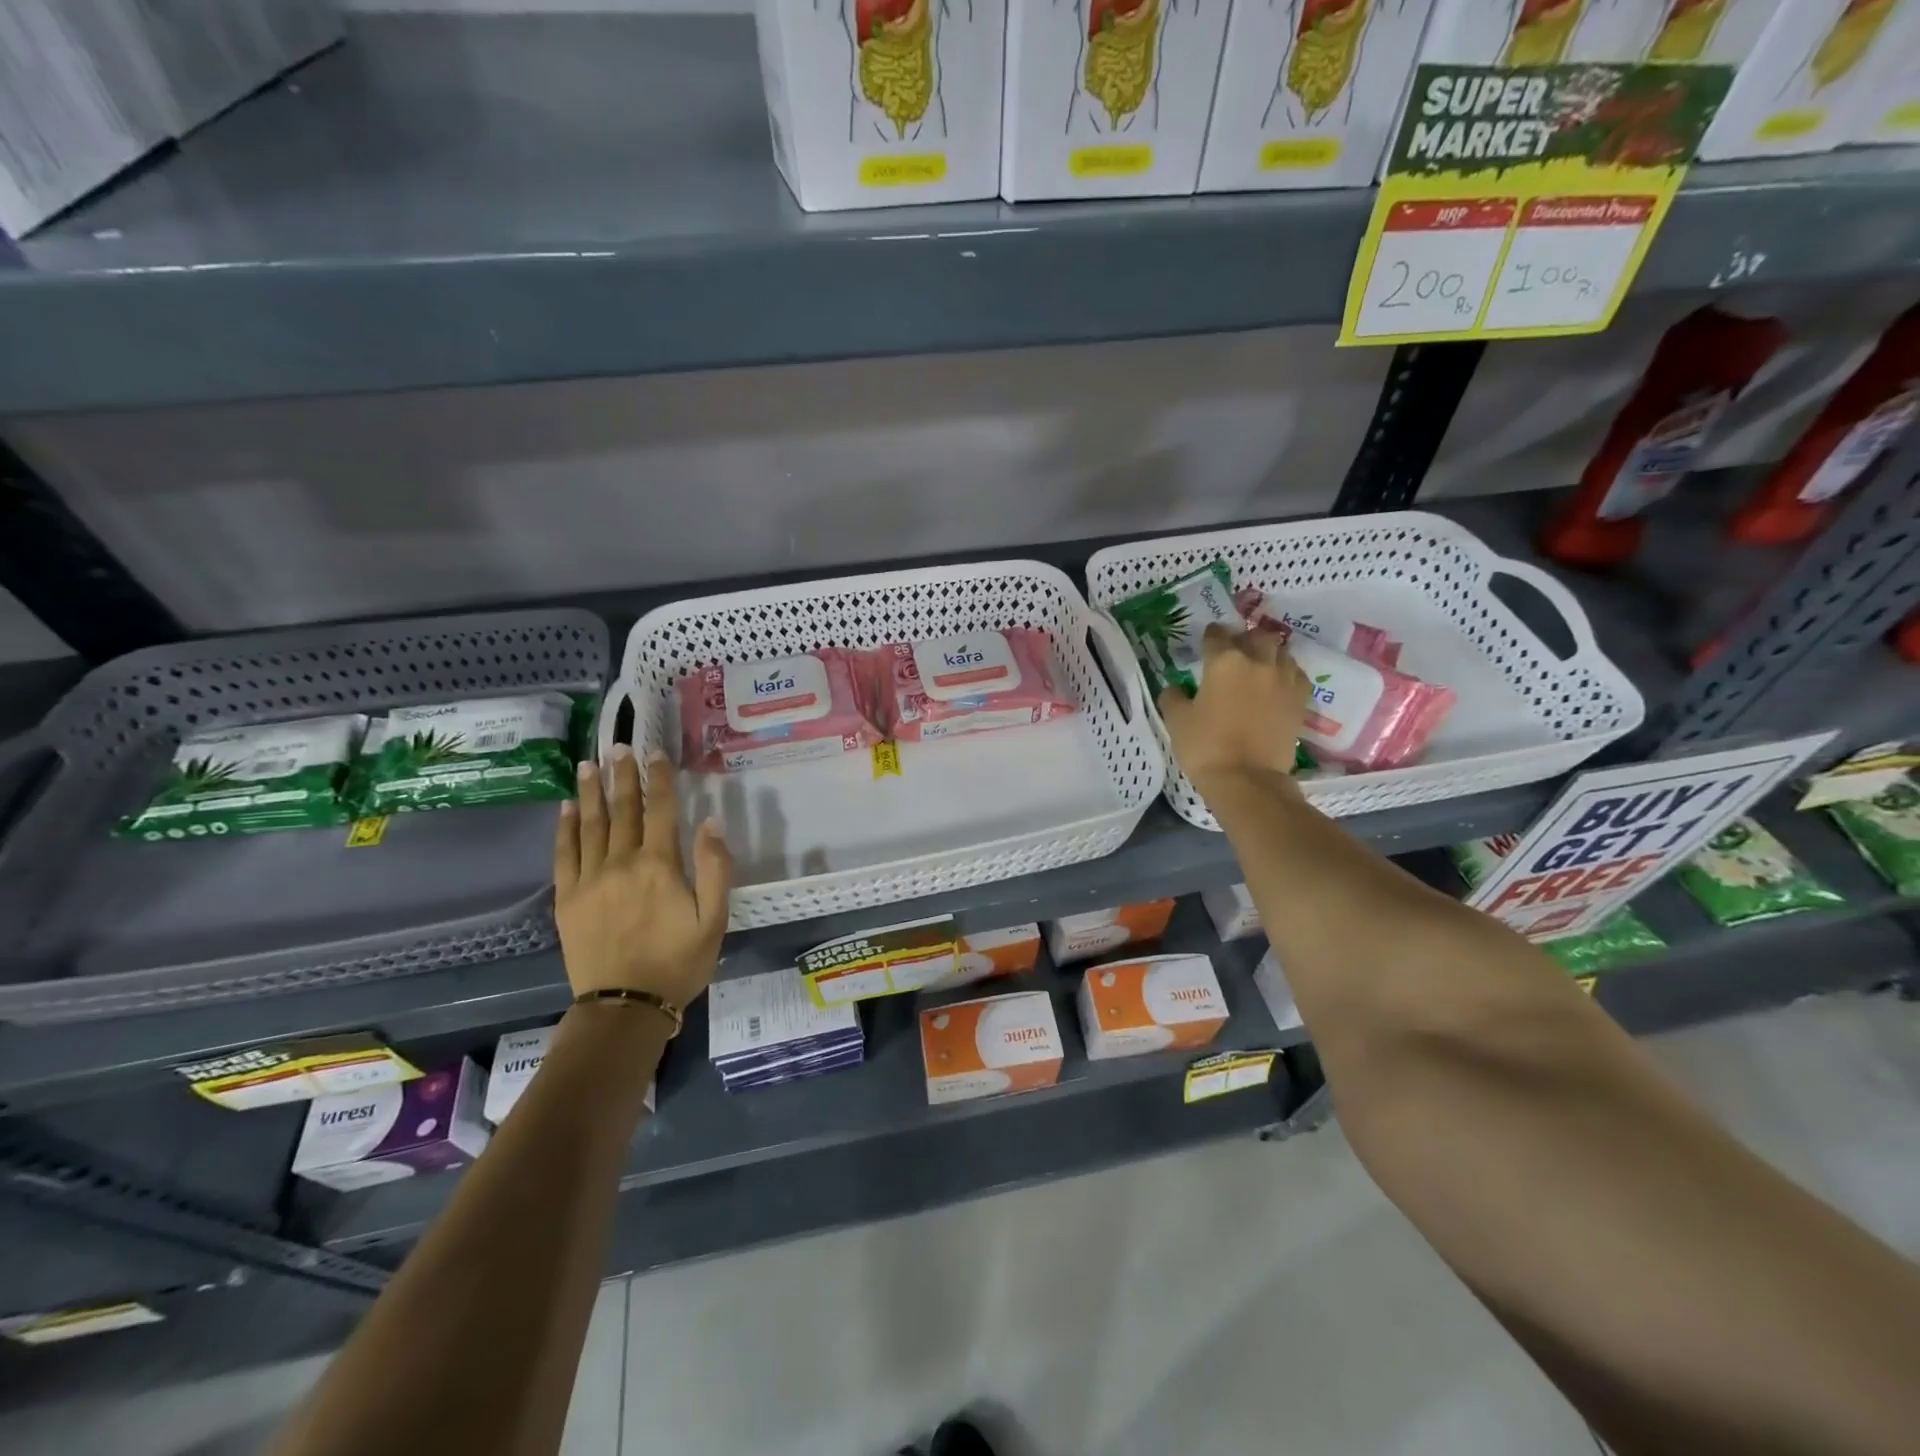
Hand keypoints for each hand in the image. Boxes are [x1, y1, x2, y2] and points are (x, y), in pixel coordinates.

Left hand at [553, 746, 731, 1009]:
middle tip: (618, 746)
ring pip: (591, 825)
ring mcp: (590, 880)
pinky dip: (566, 828)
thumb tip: (711, 822)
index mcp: (660, 866)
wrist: (626, 1006)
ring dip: (590, 791)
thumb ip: (714, 868)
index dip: (659, 778)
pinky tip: (567, 808)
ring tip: (587, 764)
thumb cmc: (680, 962)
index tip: (655, 752)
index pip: (661, 810)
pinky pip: (564, 854)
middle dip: (622, 775)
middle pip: (623, 810)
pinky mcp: (568, 899)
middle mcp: (622, 863)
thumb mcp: (715, 919)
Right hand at [1157, 624, 1309, 787]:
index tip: (1206, 640)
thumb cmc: (1205, 747)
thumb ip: (1173, 697)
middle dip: (1245, 639)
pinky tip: (1278, 684)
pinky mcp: (1300, 700)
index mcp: (1225, 661)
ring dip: (1269, 653)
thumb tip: (1175, 688)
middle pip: (1257, 636)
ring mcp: (1284, 680)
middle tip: (1236, 650)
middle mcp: (1258, 662)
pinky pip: (1297, 674)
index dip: (1210, 636)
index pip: (1216, 636)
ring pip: (1281, 651)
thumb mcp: (1176, 720)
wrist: (1247, 779)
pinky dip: (1287, 673)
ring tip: (1259, 665)